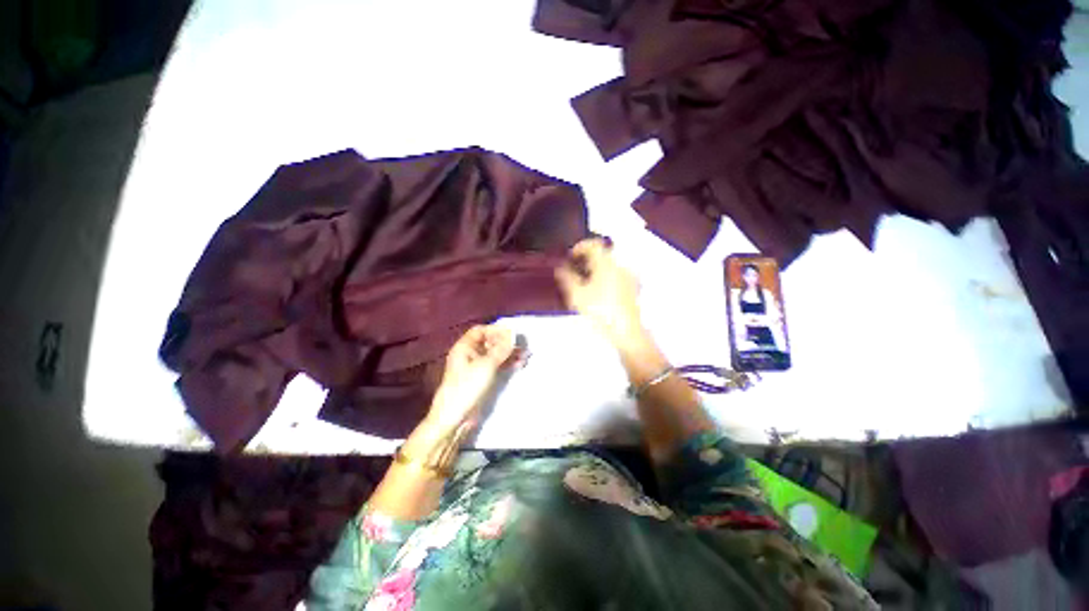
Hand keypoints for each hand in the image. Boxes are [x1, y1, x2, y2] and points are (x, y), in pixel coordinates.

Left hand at [427, 325, 515, 434]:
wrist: (456, 417)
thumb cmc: (468, 386)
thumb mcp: (486, 365)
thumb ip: (501, 349)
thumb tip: (514, 334)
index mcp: (464, 347)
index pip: (481, 331)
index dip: (496, 330)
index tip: (512, 333)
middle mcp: (470, 355)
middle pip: (489, 343)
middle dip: (506, 343)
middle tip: (523, 345)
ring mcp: (476, 367)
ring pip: (495, 355)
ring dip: (510, 354)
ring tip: (526, 355)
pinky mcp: (482, 379)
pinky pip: (496, 366)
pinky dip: (507, 364)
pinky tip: (520, 364)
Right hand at [554, 238, 643, 350]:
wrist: (626, 331)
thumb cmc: (600, 310)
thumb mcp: (577, 295)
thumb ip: (567, 278)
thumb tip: (560, 268)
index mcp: (606, 263)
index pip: (593, 244)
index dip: (580, 247)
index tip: (570, 256)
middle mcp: (619, 265)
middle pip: (602, 253)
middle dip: (587, 258)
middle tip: (574, 269)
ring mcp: (628, 276)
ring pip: (609, 264)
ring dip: (596, 267)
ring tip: (584, 281)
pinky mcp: (632, 287)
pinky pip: (616, 274)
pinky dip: (605, 276)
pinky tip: (597, 290)